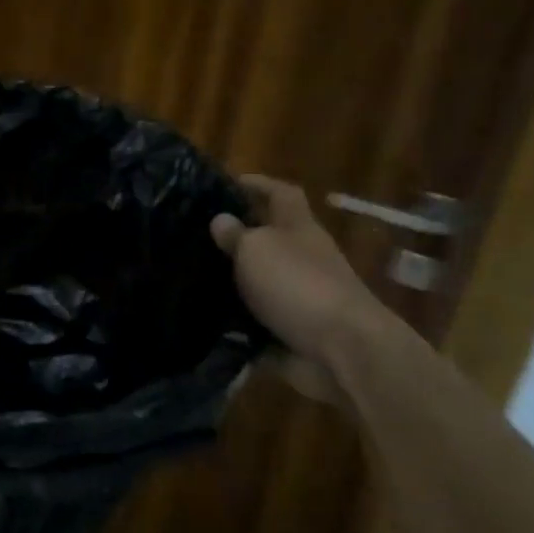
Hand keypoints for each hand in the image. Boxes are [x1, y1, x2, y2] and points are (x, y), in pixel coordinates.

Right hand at [210, 176, 382, 398]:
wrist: (344, 350)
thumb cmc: (299, 284)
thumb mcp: (257, 249)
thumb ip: (236, 235)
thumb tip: (220, 220)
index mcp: (299, 229)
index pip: (281, 194)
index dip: (258, 184)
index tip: (228, 182)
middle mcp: (303, 259)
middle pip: (271, 240)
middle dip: (238, 238)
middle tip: (196, 237)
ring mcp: (301, 298)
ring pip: (261, 283)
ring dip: (233, 284)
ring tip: (189, 281)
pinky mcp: (294, 333)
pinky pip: (258, 325)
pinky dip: (236, 327)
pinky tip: (204, 324)